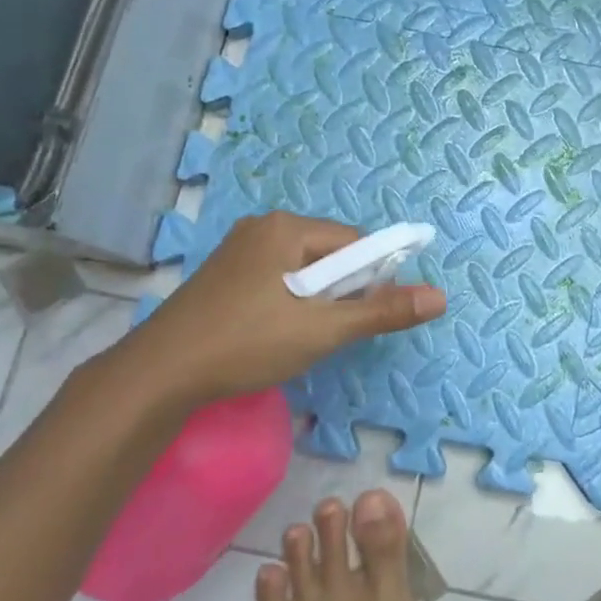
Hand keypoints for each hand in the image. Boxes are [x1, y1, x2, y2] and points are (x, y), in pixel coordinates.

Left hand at [105, 212, 445, 419]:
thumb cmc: (247, 343)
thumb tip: (440, 296)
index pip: (355, 243)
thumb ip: (382, 311)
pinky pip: (275, 279)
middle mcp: (263, 227)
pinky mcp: (224, 274)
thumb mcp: (323, 329)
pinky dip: (288, 302)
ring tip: (300, 337)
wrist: (159, 374)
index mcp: (287, 227)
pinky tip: (273, 333)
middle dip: (339, 291)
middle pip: (328, 254)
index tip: (363, 316)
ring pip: (301, 270)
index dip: (371, 278)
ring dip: (314, 300)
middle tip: (328, 332)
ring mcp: (238, 250)